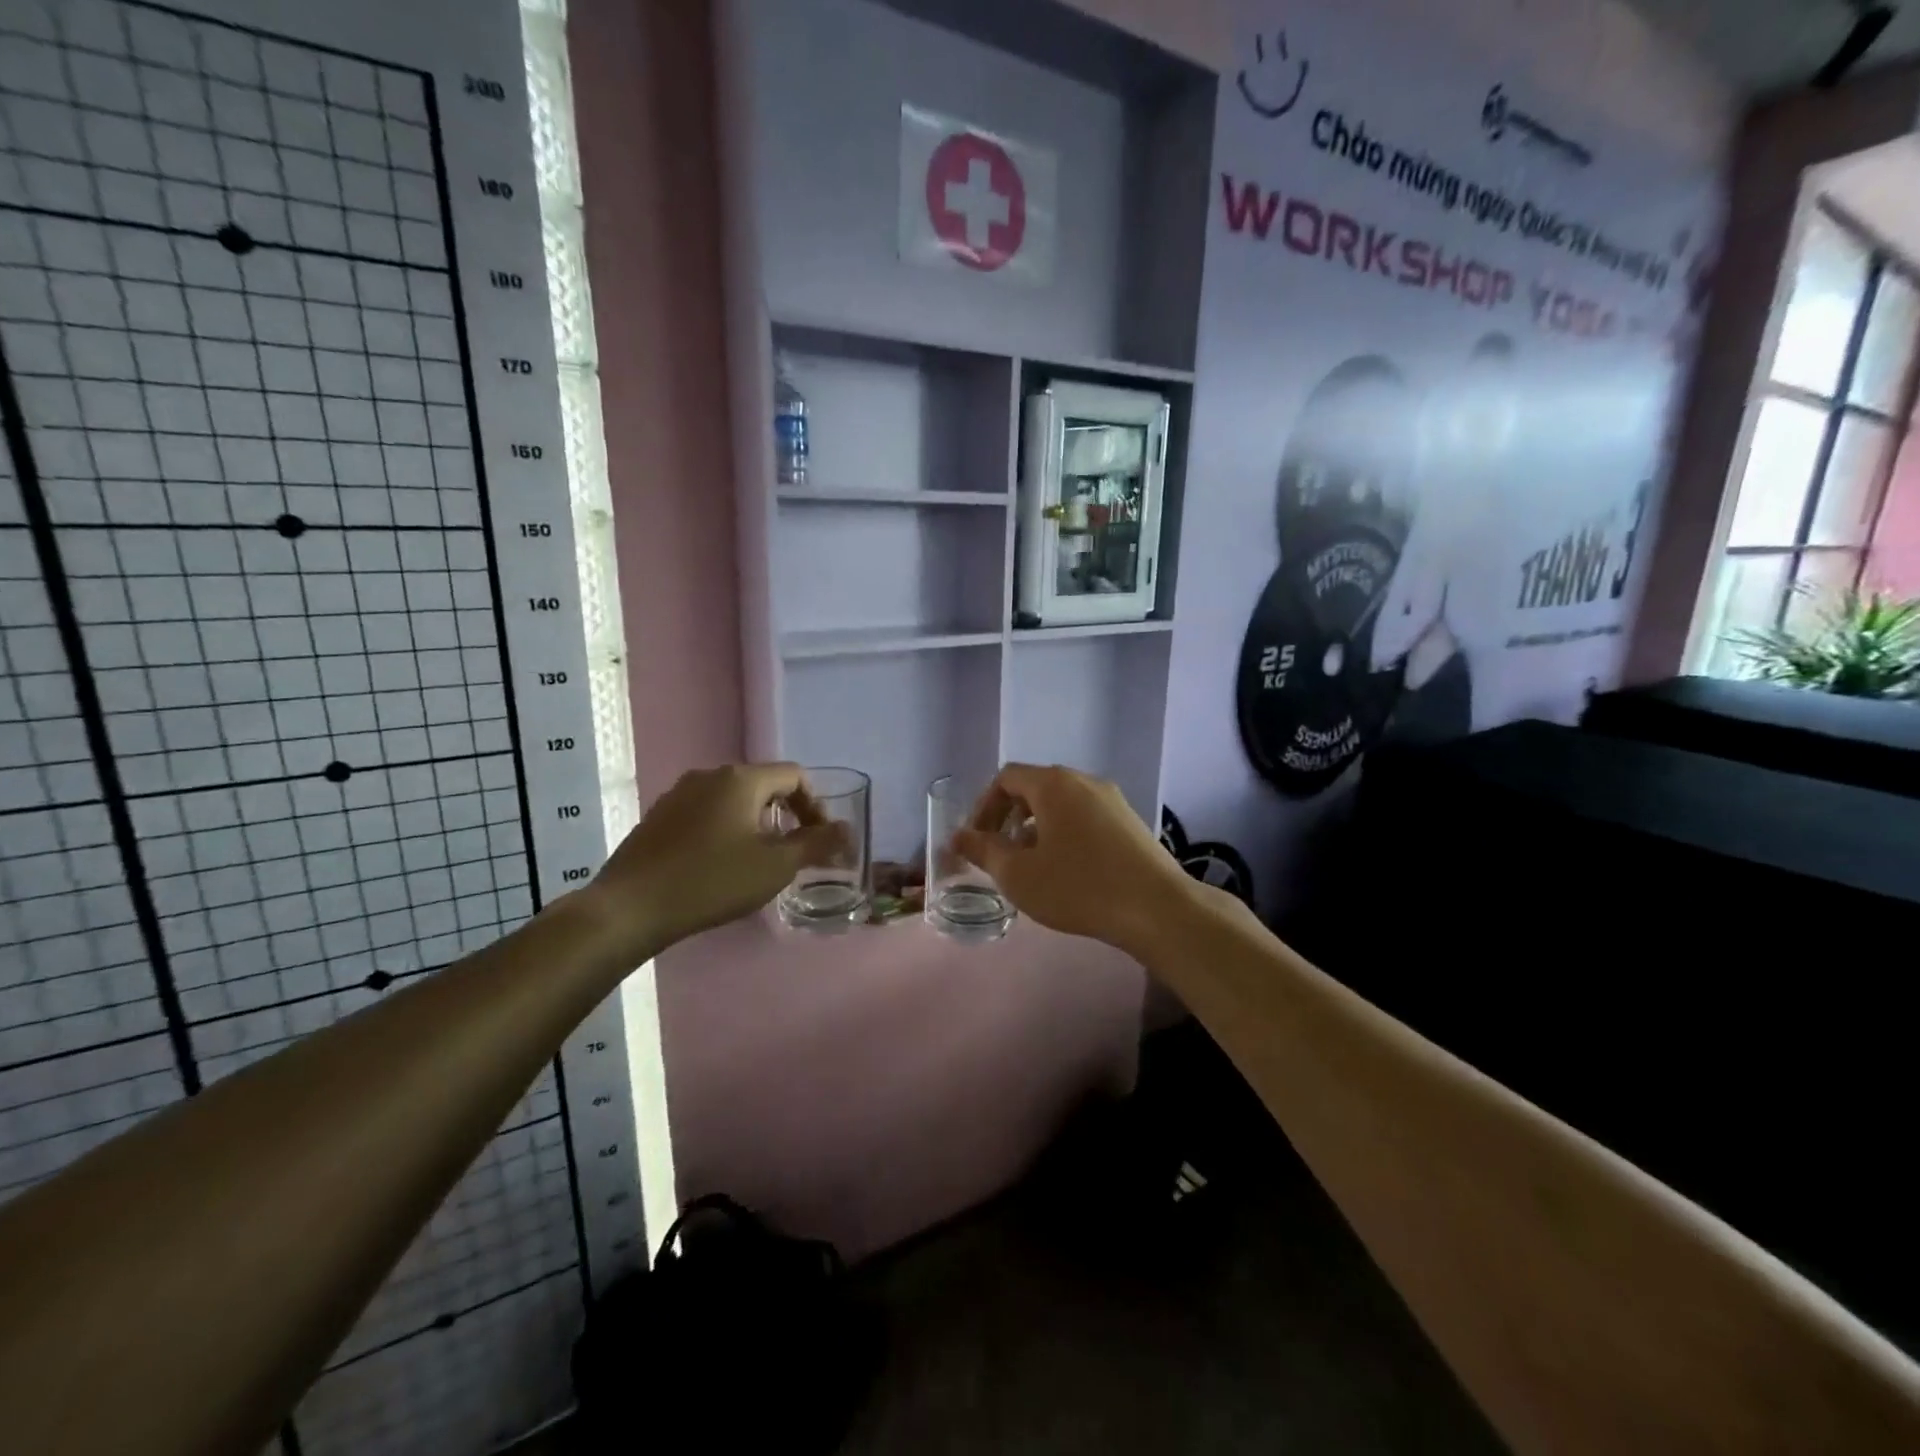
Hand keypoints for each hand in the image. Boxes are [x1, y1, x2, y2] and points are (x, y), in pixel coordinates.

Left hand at [581, 764, 843, 961]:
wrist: (631, 907)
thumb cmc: (712, 881)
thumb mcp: (775, 866)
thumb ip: (816, 844)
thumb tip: (847, 831)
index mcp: (740, 779)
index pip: (794, 776)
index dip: (815, 805)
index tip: (819, 839)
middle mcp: (709, 776)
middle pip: (763, 785)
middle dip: (786, 815)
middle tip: (793, 852)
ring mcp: (678, 795)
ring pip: (733, 800)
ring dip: (756, 824)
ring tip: (759, 861)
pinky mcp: (658, 818)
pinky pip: (706, 814)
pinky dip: (726, 831)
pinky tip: (719, 866)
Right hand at [953, 763, 1204, 953]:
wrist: (1156, 908)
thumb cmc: (1078, 887)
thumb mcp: (1018, 874)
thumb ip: (982, 850)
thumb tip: (957, 836)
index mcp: (1053, 784)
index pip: (1006, 778)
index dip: (983, 806)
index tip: (977, 840)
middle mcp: (1083, 780)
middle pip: (1034, 787)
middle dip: (1008, 817)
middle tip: (999, 853)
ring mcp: (1111, 799)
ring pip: (1061, 803)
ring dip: (1036, 827)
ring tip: (1030, 865)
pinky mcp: (1129, 821)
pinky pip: (1084, 816)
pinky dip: (1063, 832)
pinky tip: (1066, 869)